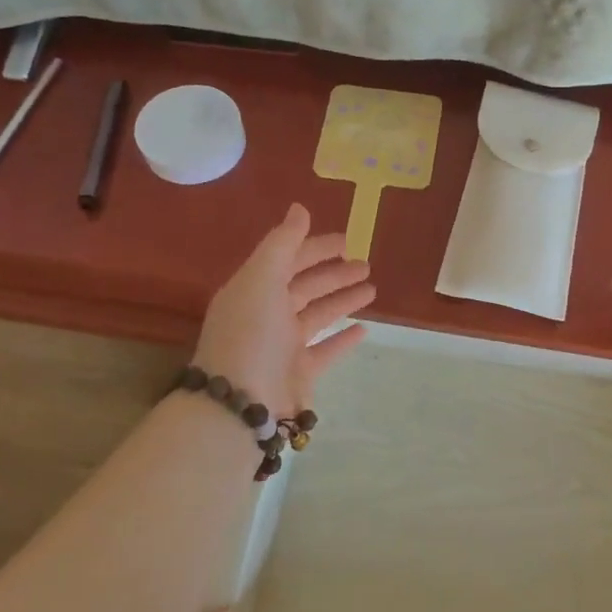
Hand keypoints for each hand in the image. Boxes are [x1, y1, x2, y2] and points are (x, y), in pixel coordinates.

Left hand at [194, 204, 374, 419]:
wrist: (240, 403)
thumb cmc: (251, 333)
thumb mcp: (262, 279)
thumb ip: (283, 243)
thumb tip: (300, 208)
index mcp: (254, 288)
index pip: (288, 259)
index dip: (316, 247)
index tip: (347, 240)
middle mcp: (267, 314)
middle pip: (306, 286)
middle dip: (334, 273)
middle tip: (366, 264)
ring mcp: (283, 345)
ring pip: (319, 315)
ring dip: (343, 300)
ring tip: (372, 290)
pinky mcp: (299, 373)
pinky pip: (326, 350)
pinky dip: (343, 339)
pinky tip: (363, 329)